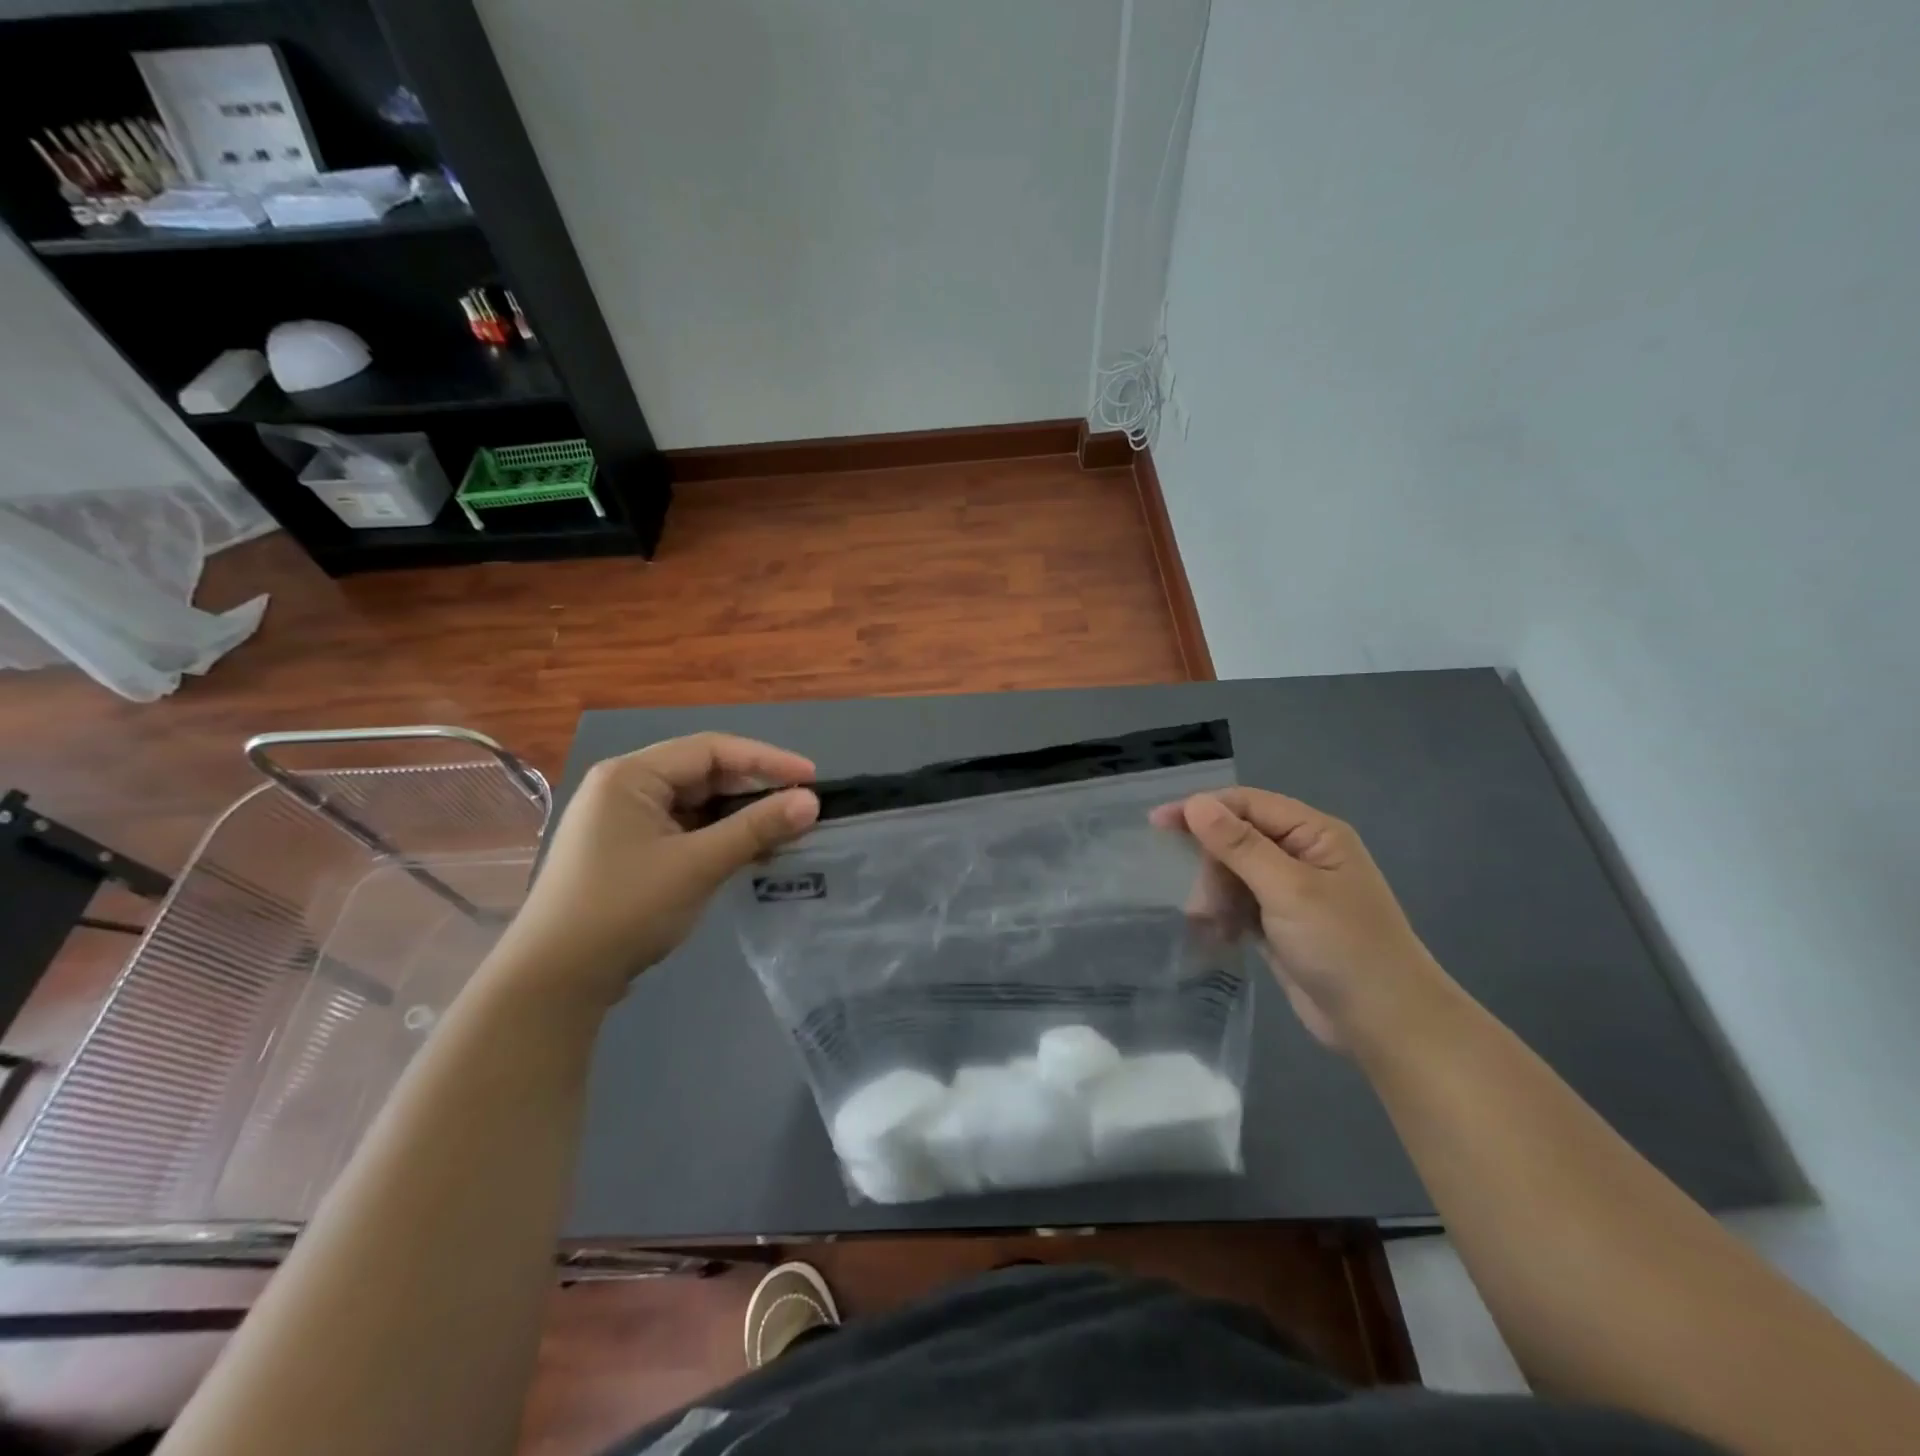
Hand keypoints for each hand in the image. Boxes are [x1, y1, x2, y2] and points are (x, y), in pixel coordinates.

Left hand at [492, 734, 819, 1007]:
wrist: (554, 981)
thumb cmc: (624, 909)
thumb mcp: (697, 865)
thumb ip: (756, 828)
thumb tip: (812, 802)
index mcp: (631, 775)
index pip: (711, 749)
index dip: (767, 760)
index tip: (812, 779)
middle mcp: (625, 787)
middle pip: (703, 773)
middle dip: (754, 789)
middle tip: (802, 807)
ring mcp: (624, 821)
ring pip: (696, 804)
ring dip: (740, 817)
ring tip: (784, 832)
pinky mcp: (629, 851)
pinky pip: (685, 829)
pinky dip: (718, 837)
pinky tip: (750, 853)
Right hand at [1151, 788, 1446, 1050]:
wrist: (1384, 1023)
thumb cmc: (1343, 946)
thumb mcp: (1288, 889)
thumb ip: (1239, 845)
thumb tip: (1196, 803)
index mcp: (1314, 834)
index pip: (1247, 804)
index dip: (1202, 809)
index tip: (1157, 823)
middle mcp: (1302, 854)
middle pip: (1236, 839)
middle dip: (1212, 865)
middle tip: (1202, 901)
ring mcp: (1291, 891)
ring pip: (1233, 874)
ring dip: (1215, 894)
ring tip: (1210, 925)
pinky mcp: (1281, 924)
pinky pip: (1239, 904)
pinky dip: (1224, 916)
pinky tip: (1219, 936)